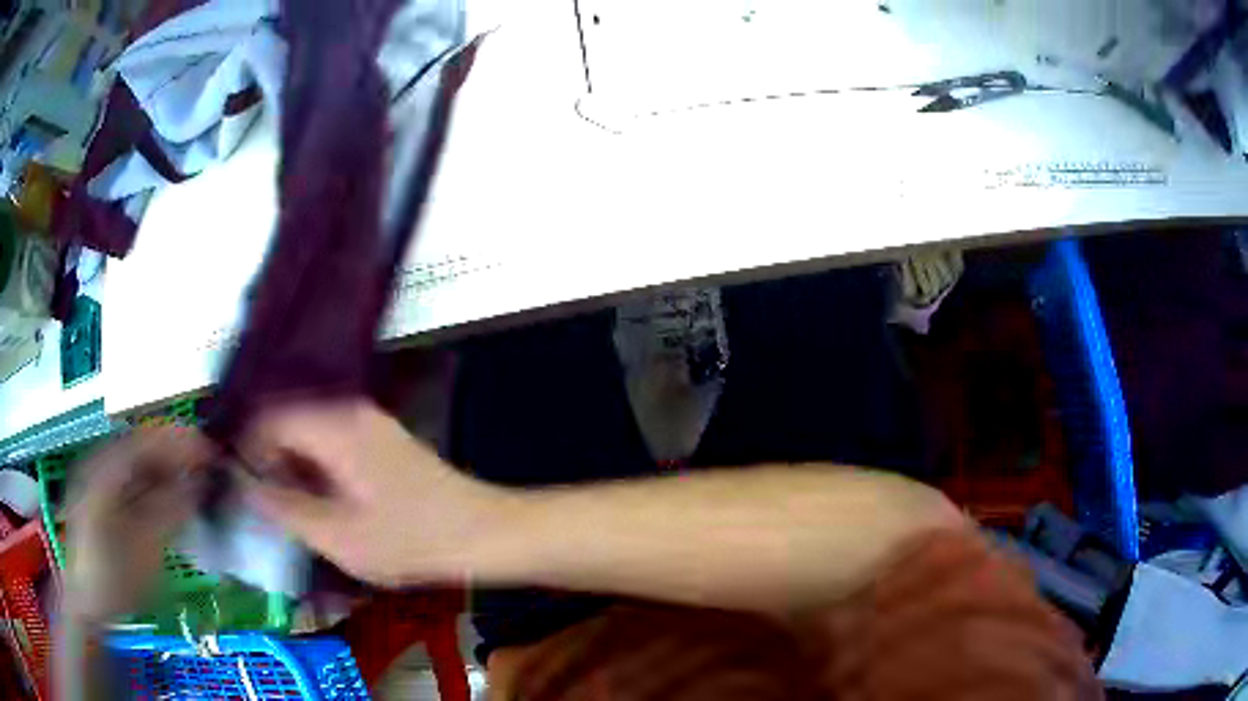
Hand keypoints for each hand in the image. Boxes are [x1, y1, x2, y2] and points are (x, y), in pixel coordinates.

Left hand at [64, 427, 213, 622]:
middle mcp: (99, 464)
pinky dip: (152, 484)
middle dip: (173, 453)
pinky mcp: (101, 499)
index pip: (145, 441)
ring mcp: (98, 481)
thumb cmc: (113, 578)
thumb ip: (168, 511)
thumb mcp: (143, 549)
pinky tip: (168, 497)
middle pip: (140, 447)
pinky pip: (130, 480)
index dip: (178, 441)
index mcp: (104, 471)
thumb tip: (198, 483)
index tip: (209, 450)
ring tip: (192, 482)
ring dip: (164, 469)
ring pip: (136, 463)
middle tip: (206, 467)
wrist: (87, 601)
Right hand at [238, 400, 518, 586]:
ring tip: (293, 508)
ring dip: (293, 466)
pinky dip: (317, 467)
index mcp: (333, 425)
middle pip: (288, 420)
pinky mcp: (383, 441)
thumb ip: (282, 507)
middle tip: (266, 503)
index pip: (267, 417)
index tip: (241, 486)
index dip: (246, 448)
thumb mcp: (336, 536)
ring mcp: (370, 422)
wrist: (483, 533)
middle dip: (269, 459)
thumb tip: (242, 483)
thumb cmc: (410, 539)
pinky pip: (332, 442)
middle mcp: (349, 410)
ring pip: (310, 433)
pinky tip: (323, 503)